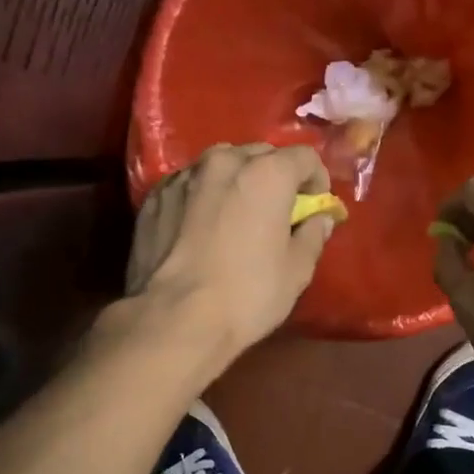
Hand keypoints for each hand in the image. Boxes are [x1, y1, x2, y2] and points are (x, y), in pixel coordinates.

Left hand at [127, 142, 337, 365]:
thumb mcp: (297, 271)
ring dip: (236, 181)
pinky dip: (203, 196)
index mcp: (267, 174)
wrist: (173, 319)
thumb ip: (313, 235)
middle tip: (277, 211)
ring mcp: (184, 176)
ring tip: (236, 215)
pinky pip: (190, 184)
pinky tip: (202, 227)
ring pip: (221, 165)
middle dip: (275, 176)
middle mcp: (224, 162)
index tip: (314, 206)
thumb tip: (319, 219)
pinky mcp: (155, 196)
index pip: (305, 157)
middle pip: (261, 154)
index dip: (317, 180)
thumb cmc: (247, 295)